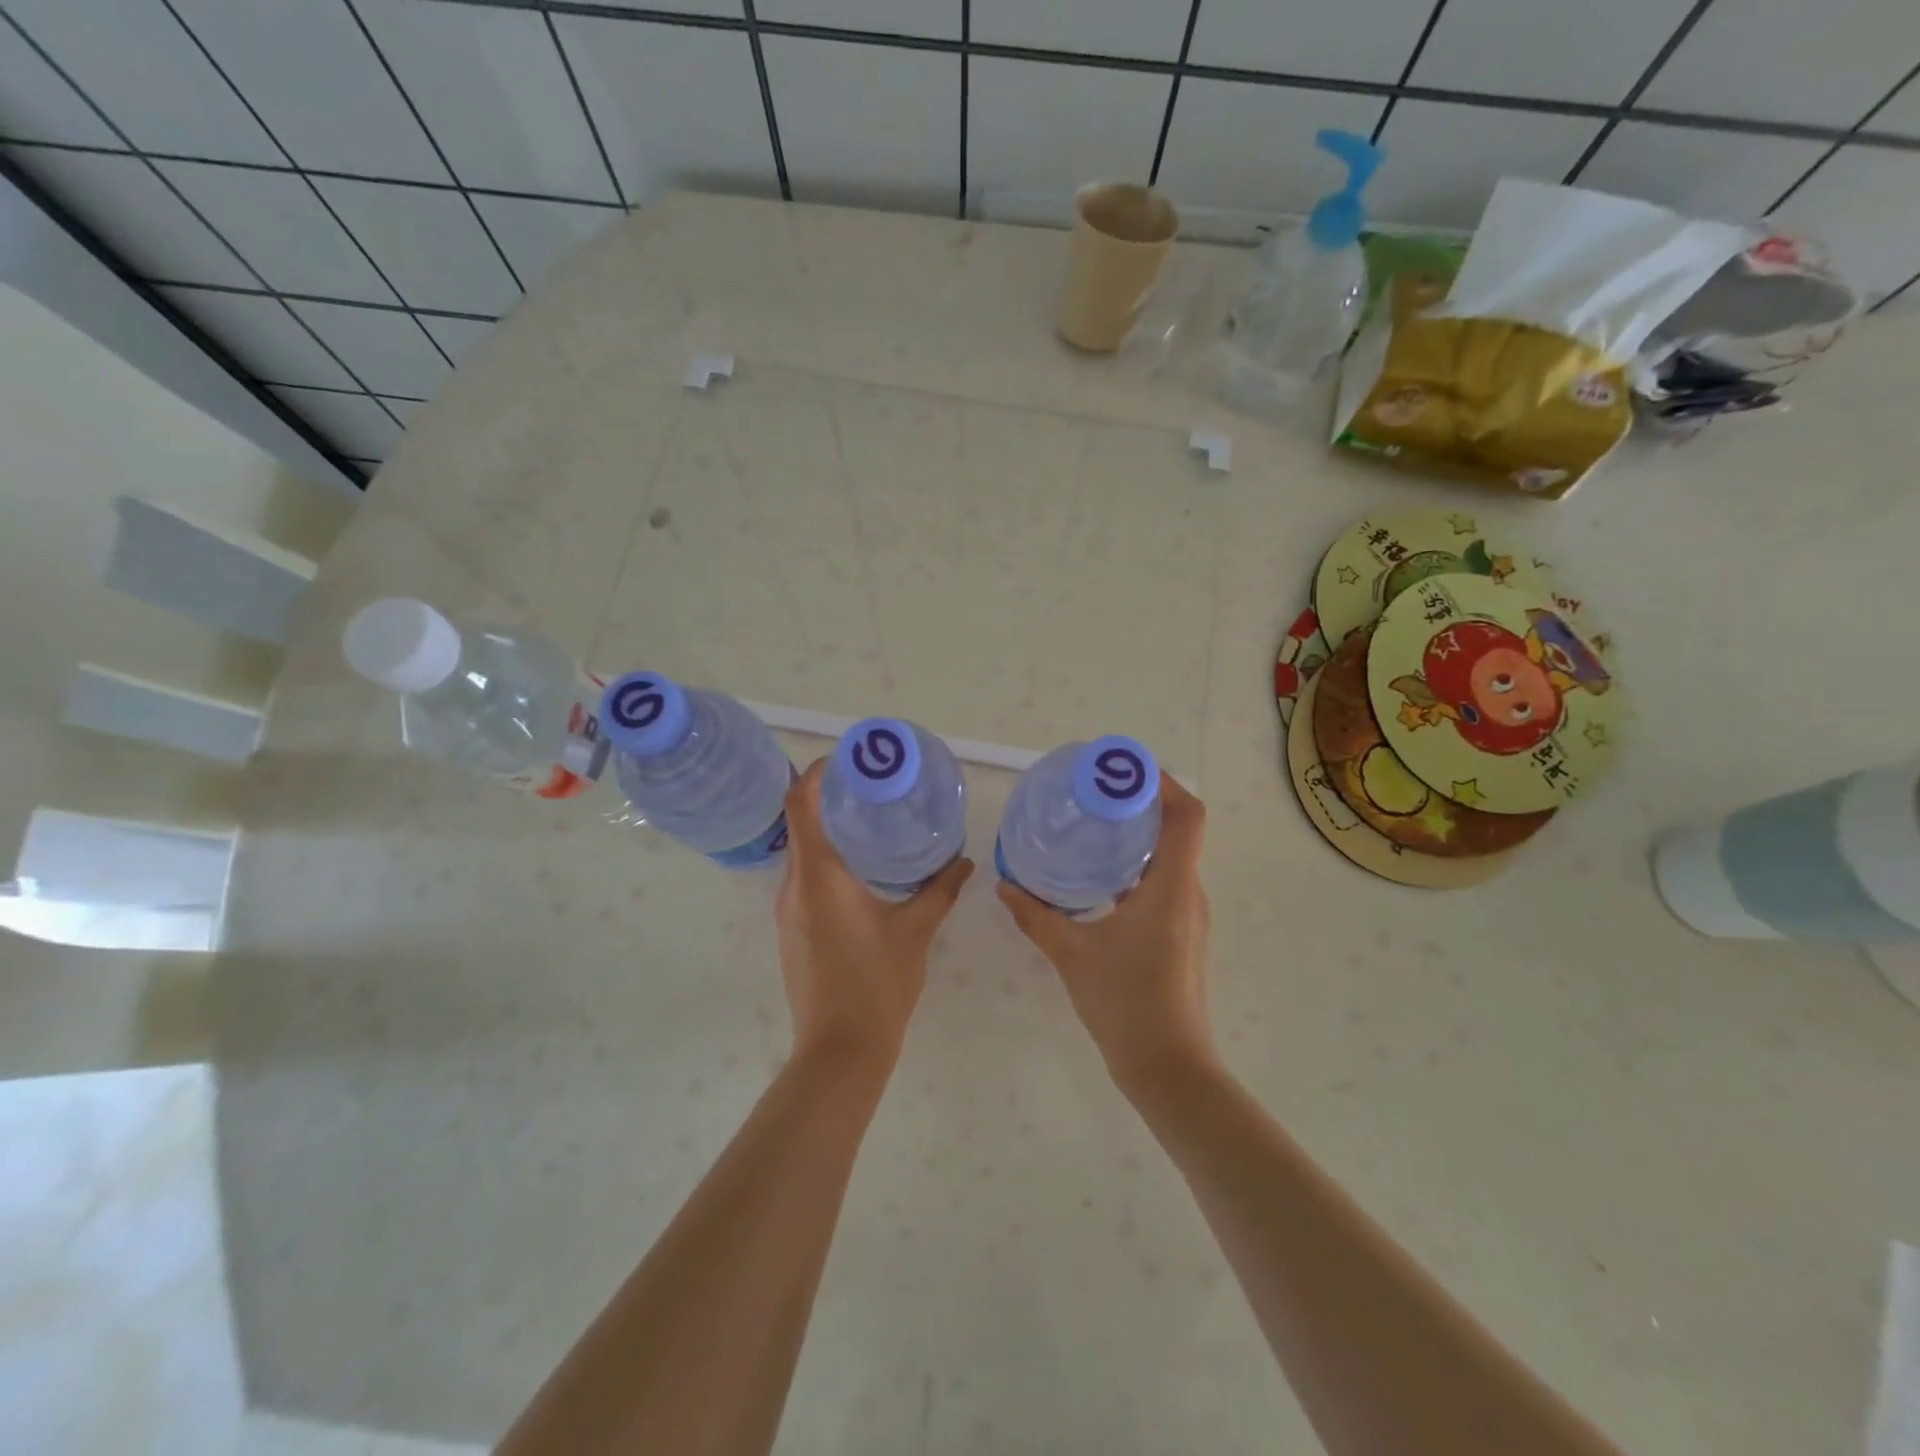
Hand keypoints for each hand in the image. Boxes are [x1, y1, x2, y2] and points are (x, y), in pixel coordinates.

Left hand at [775, 760, 972, 1072]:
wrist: (840, 1052)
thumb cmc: (878, 985)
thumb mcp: (915, 932)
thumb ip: (940, 890)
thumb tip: (965, 861)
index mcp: (818, 877)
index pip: (800, 805)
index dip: (815, 773)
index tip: (846, 759)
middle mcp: (794, 887)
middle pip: (800, 824)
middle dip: (830, 800)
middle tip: (872, 787)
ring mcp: (788, 912)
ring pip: (803, 855)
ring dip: (829, 833)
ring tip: (871, 824)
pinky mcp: (792, 931)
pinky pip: (805, 881)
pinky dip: (828, 863)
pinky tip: (862, 873)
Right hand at [997, 776, 1214, 1093]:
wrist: (1168, 1068)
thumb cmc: (1126, 1004)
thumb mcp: (1073, 954)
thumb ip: (1037, 915)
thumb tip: (1006, 885)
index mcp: (1172, 886)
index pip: (1187, 815)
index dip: (1161, 783)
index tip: (1121, 770)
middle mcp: (1188, 892)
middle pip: (1177, 829)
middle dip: (1140, 803)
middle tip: (1093, 793)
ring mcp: (1187, 914)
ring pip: (1170, 856)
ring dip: (1137, 835)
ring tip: (1092, 825)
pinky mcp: (1179, 933)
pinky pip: (1162, 882)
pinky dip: (1135, 866)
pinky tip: (1098, 877)